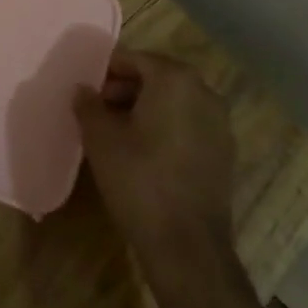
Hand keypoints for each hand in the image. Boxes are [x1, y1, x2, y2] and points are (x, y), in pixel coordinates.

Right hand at [73, 48, 235, 268]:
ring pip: (173, 102)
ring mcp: (219, 123)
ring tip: (117, 134)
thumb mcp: (100, 138)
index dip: (105, 73)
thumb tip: (83, 89)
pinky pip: (188, 126)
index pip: (132, 59)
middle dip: (125, 90)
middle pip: (155, 77)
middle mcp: (203, 91)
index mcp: (174, 78)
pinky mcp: (224, 153)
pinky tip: (145, 155)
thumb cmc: (140, 180)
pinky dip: (166, 130)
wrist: (188, 248)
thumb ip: (88, 104)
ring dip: (145, 110)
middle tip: (98, 112)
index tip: (87, 92)